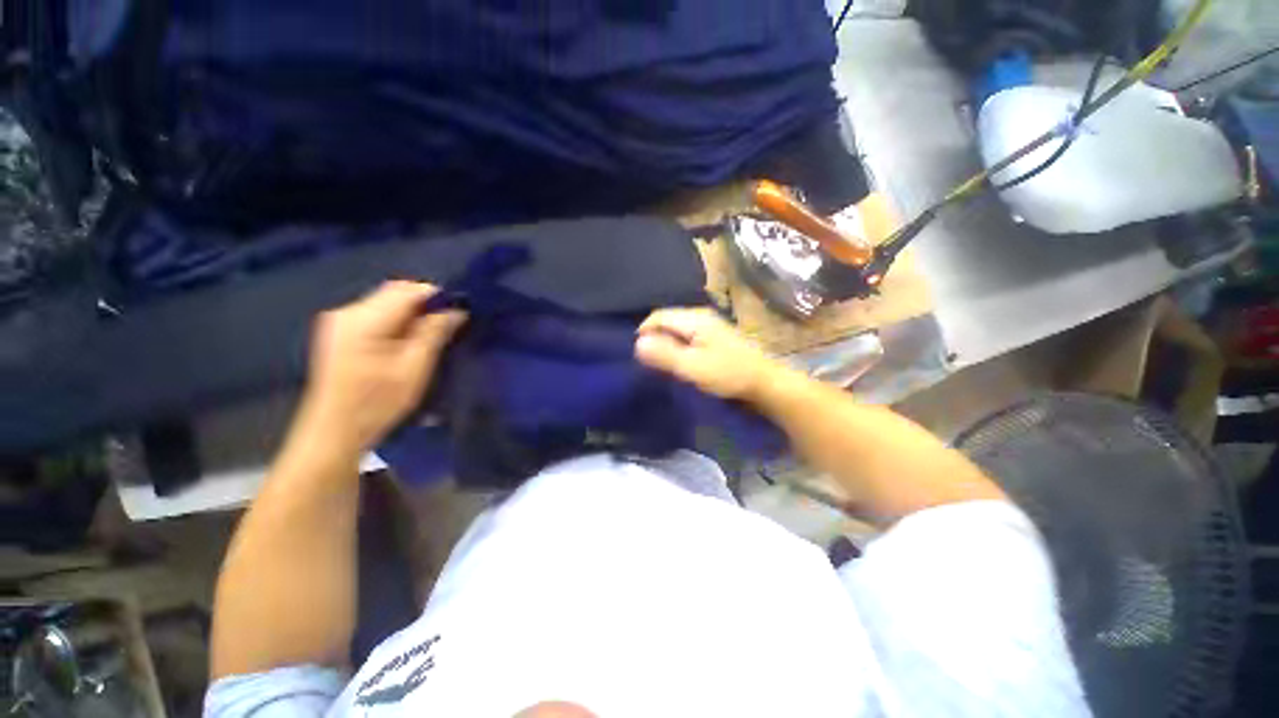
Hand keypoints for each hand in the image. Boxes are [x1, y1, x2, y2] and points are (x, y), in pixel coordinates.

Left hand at [296, 281, 465, 454]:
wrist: (334, 433)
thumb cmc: (378, 403)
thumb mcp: (414, 368)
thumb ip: (434, 333)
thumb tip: (457, 310)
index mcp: (364, 319)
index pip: (408, 290)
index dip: (438, 297)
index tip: (461, 312)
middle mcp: (347, 311)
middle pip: (396, 292)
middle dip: (426, 305)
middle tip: (450, 326)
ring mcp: (341, 321)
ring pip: (388, 302)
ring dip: (414, 314)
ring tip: (433, 335)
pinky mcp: (341, 332)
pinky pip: (378, 314)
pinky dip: (399, 321)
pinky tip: (410, 341)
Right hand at [635, 308, 783, 401]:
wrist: (766, 382)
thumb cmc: (729, 374)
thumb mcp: (693, 366)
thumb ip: (665, 354)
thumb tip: (636, 343)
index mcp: (694, 318)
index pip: (657, 316)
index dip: (643, 333)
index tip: (636, 356)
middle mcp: (700, 316)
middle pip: (666, 321)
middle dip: (654, 339)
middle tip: (647, 362)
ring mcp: (709, 326)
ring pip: (676, 330)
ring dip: (666, 345)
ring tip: (660, 364)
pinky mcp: (714, 338)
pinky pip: (687, 337)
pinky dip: (678, 348)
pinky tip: (679, 362)